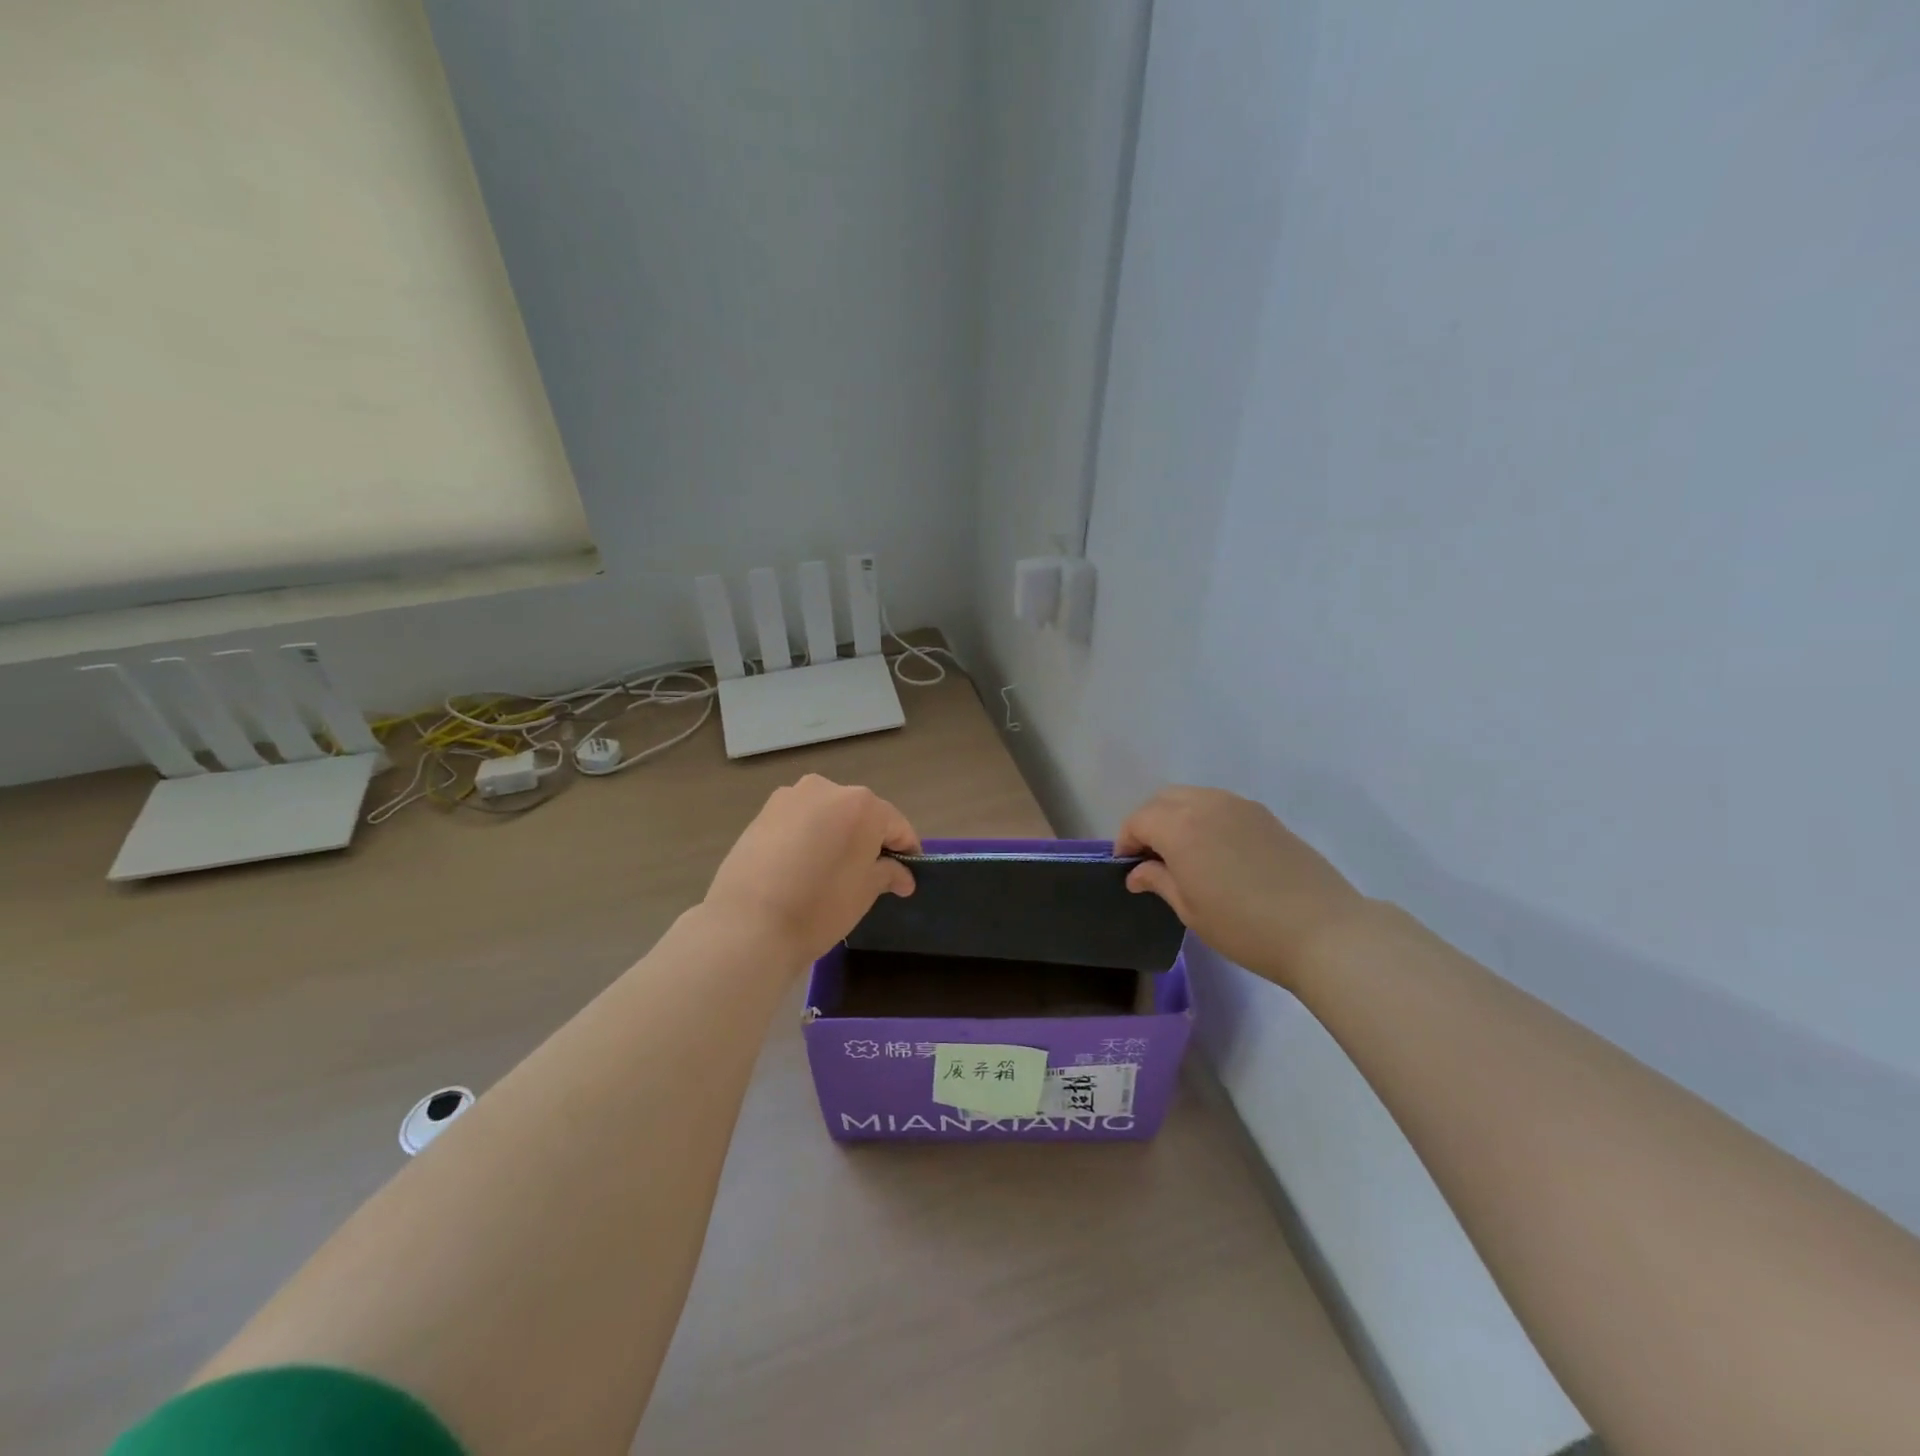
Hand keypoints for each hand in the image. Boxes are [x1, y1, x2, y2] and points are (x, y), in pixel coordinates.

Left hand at [703, 774, 920, 965]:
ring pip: (828, 814)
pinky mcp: (763, 812)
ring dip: (836, 835)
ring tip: (830, 870)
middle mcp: (827, 789)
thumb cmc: (820, 906)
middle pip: (861, 813)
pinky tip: (801, 866)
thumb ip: (888, 874)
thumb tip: (902, 875)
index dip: (906, 851)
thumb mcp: (865, 892)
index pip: (896, 826)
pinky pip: (800, 820)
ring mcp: (791, 797)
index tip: (906, 877)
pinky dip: (808, 836)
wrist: (748, 924)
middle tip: (869, 874)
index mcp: (862, 805)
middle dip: (869, 840)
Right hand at [1115, 786, 1368, 989]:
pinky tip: (1213, 851)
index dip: (1126, 841)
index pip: (1139, 820)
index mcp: (1181, 827)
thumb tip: (1138, 872)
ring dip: (1176, 817)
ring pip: (1193, 797)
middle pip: (1163, 800)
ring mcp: (1240, 806)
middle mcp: (1207, 805)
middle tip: (1150, 858)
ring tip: (1180, 854)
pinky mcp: (1265, 816)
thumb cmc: (1245, 927)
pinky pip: (1220, 805)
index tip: (1128, 868)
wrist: (1323, 930)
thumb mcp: (1191, 910)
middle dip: (1148, 823)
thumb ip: (1159, 881)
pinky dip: (1203, 818)